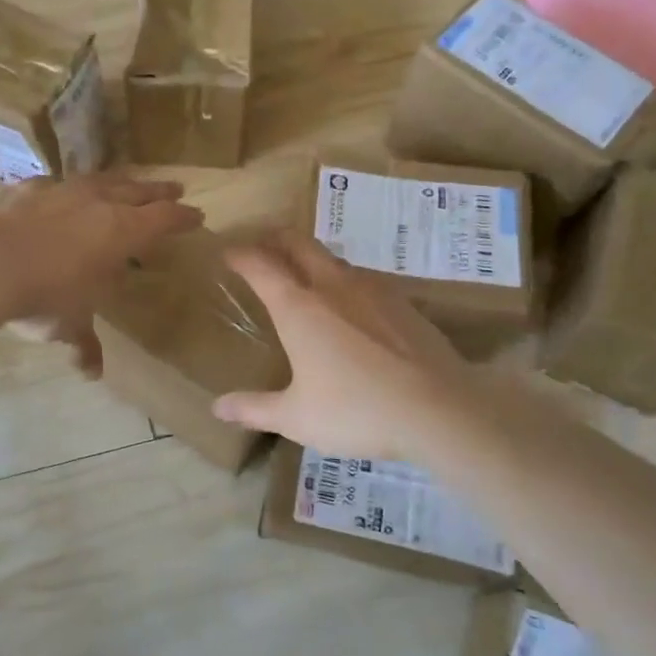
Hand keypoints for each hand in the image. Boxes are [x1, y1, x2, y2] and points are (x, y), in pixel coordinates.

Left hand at [0, 172, 202, 375]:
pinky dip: (66, 190)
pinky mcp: (25, 187)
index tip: (197, 216)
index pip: (164, 219)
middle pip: (138, 190)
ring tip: (126, 182)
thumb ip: (84, 344)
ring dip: (118, 181)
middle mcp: (97, 203)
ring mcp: (60, 190)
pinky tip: (60, 193)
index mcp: (122, 232)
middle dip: (159, 191)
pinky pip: (55, 184)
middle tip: (176, 188)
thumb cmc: (43, 296)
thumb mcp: (68, 325)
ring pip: (100, 179)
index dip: (183, 217)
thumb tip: (91, 373)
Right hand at [211, 229, 473, 461]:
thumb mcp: (296, 417)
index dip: (239, 254)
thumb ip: (254, 409)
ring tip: (303, 275)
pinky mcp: (403, 301)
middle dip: (275, 238)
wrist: (438, 410)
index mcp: (299, 307)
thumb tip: (217, 408)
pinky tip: (351, 306)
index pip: (260, 265)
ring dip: (312, 258)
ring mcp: (373, 289)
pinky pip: (363, 279)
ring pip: (333, 258)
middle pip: (299, 243)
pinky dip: (344, 280)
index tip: (227, 252)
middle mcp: (333, 286)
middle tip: (261, 246)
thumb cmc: (356, 411)